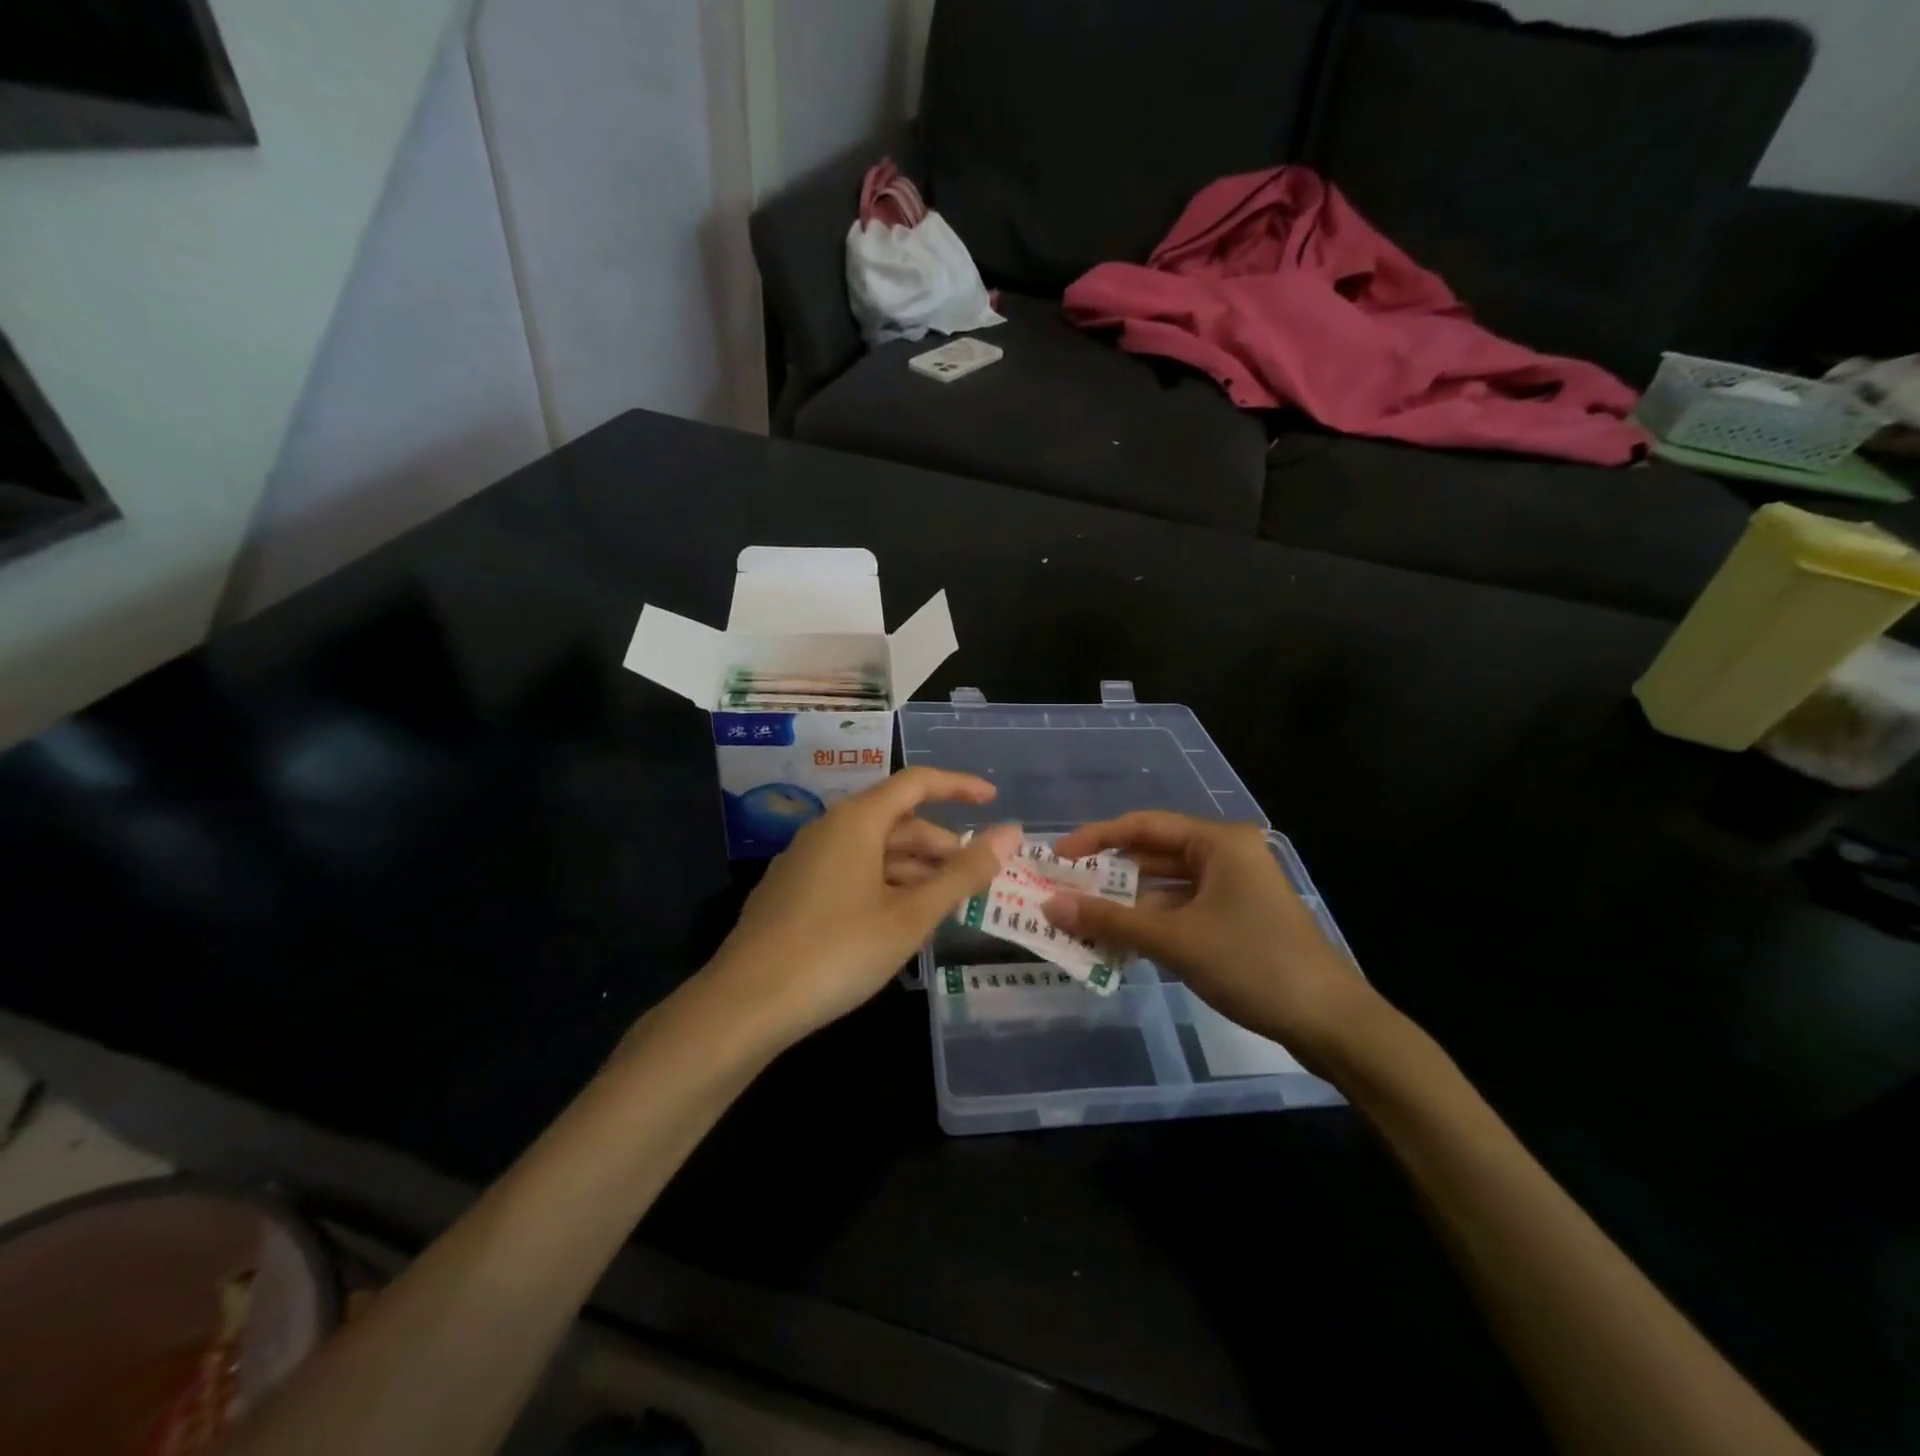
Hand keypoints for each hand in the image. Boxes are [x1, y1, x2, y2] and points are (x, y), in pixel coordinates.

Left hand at [706, 768, 1021, 1047]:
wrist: (745, 1003)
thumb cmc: (838, 952)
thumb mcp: (910, 916)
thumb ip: (963, 874)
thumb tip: (1011, 833)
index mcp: (856, 820)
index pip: (916, 783)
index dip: (958, 787)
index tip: (993, 800)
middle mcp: (829, 829)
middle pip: (896, 820)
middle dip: (940, 844)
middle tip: (975, 878)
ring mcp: (806, 859)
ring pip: (873, 849)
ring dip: (914, 869)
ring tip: (944, 904)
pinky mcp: (793, 890)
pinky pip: (851, 871)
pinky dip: (884, 884)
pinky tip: (898, 919)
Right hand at [1043, 812, 1375, 1069]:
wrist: (1331, 1023)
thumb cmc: (1253, 964)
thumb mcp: (1175, 940)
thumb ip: (1111, 921)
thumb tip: (1050, 906)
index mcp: (1219, 842)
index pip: (1143, 826)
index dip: (1095, 838)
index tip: (1057, 858)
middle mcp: (1226, 855)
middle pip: (1153, 855)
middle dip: (1109, 875)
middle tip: (1063, 891)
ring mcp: (1234, 888)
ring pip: (1166, 887)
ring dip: (1127, 905)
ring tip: (1081, 919)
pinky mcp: (1237, 919)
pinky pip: (1182, 910)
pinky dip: (1151, 924)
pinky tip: (1120, 943)